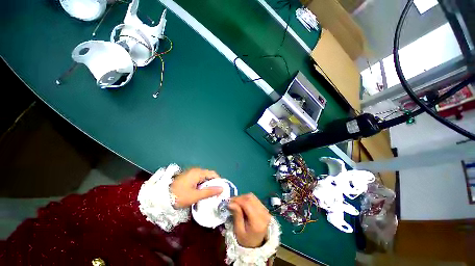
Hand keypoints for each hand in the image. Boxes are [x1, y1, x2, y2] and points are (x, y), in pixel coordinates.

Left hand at [171, 168, 222, 207]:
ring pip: (203, 178)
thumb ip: (209, 192)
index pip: (213, 174)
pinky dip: (201, 185)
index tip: (220, 190)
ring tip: (208, 194)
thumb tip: (221, 189)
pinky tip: (200, 192)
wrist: (161, 197)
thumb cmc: (179, 196)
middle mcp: (195, 170)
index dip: (218, 181)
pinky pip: (198, 179)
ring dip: (207, 185)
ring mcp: (190, 173)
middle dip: (212, 184)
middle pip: (208, 175)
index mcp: (198, 172)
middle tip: (215, 193)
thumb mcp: (195, 196)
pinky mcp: (187, 177)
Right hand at [228, 193, 270, 247]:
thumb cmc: (246, 240)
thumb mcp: (239, 231)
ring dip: (243, 197)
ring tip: (236, 202)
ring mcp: (266, 210)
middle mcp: (264, 214)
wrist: (257, 245)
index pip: (247, 204)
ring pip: (253, 197)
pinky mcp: (265, 209)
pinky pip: (255, 199)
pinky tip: (242, 203)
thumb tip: (230, 203)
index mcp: (258, 222)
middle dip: (239, 198)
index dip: (237, 200)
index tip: (229, 201)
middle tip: (231, 201)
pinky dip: (247, 199)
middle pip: (250, 198)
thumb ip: (236, 215)